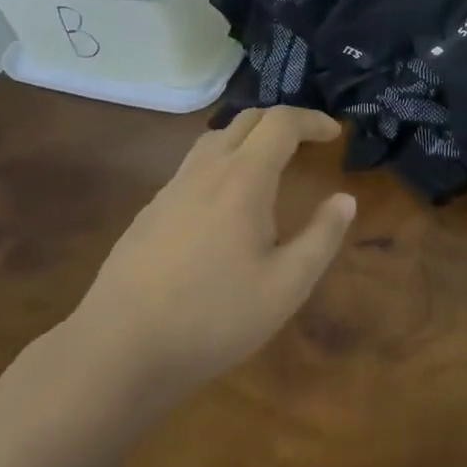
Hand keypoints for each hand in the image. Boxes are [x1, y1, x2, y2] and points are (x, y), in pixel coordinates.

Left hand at [62, 106, 356, 400]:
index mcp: (243, 178)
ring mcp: (172, 187)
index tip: (334, 134)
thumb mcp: (286, 286)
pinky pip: (193, 166)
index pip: (281, 123)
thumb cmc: (214, 316)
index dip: (312, 120)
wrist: (121, 346)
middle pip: (245, 120)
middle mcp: (205, 170)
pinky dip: (221, 163)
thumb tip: (345, 199)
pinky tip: (224, 204)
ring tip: (269, 164)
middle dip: (282, 122)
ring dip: (248, 138)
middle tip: (307, 141)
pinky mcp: (151, 210)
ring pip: (214, 139)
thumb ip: (321, 237)